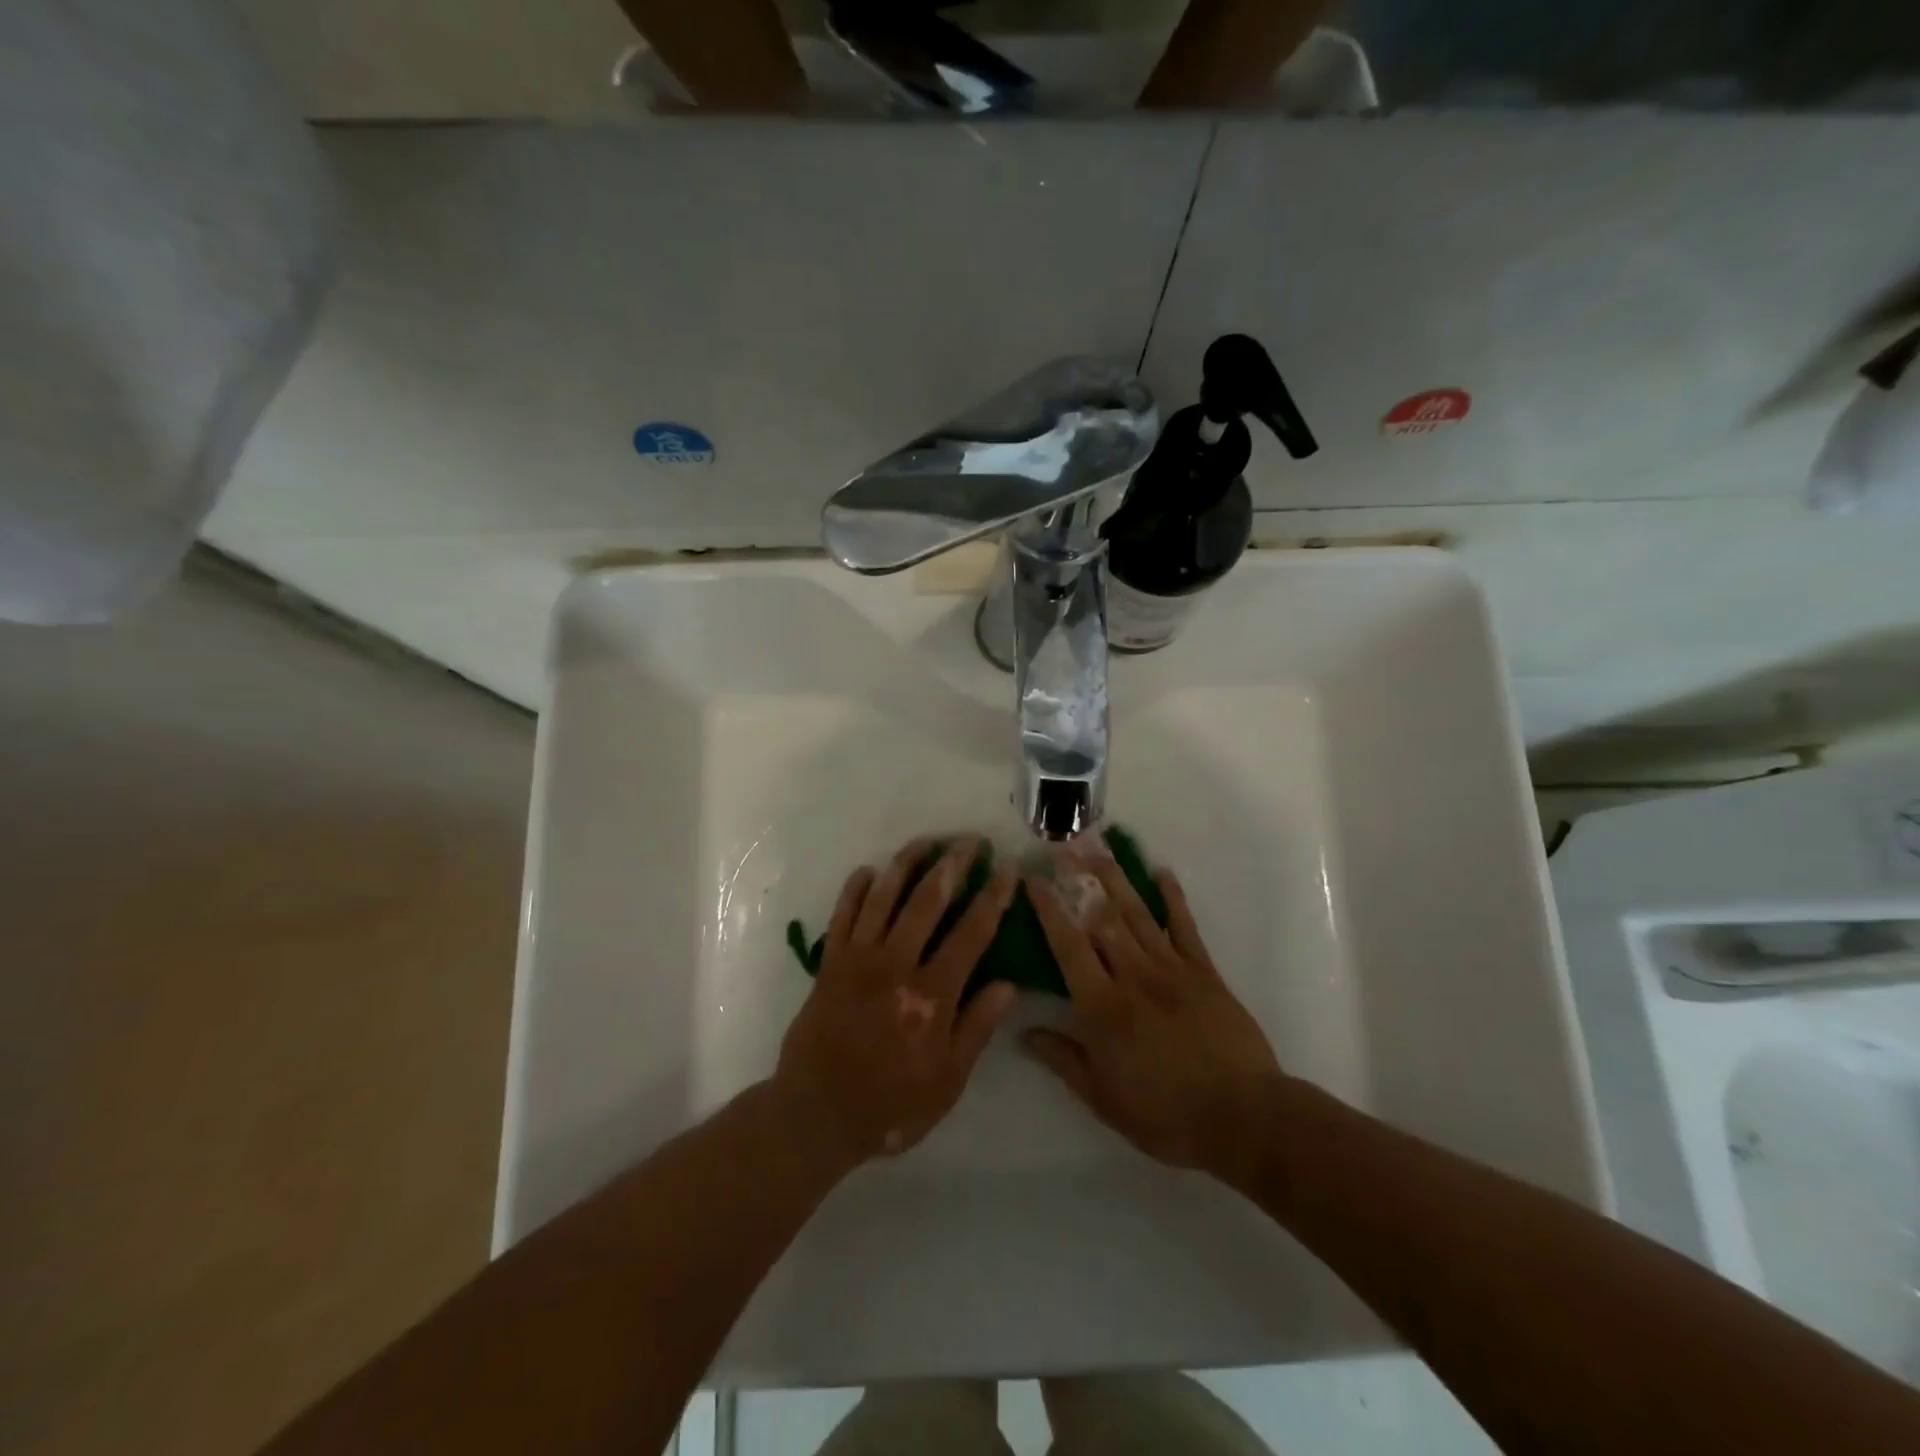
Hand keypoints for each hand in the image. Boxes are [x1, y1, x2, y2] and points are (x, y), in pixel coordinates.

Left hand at [774, 836, 1018, 1166]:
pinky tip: (867, 870)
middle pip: (928, 902)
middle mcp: (895, 966)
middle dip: (953, 865)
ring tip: (926, 841)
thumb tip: (1008, 983)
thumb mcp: (947, 1082)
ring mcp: (858, 960)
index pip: (971, 934)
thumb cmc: (890, 1105)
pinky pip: (842, 915)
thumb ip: (976, 1028)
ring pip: (884, 898)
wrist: (816, 1115)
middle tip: (971, 840)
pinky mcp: (829, 963)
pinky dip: (854, 890)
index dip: (992, 897)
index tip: (1008, 868)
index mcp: (931, 996)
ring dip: (905, 865)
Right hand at [1023, 846, 1283, 1184]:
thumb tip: (1024, 1032)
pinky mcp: (1204, 972)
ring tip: (1099, 848)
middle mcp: (1133, 976)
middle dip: (1079, 880)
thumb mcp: (1103, 1099)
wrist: (1242, 1117)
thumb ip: (1063, 1060)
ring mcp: (1172, 969)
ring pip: (1138, 914)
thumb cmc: (1165, 1114)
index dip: (1048, 910)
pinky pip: (1185, 927)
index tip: (1033, 880)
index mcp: (1102, 1007)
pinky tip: (1161, 873)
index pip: (1067, 947)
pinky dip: (1173, 898)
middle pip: (1101, 918)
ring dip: (1116, 879)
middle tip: (1062, 848)